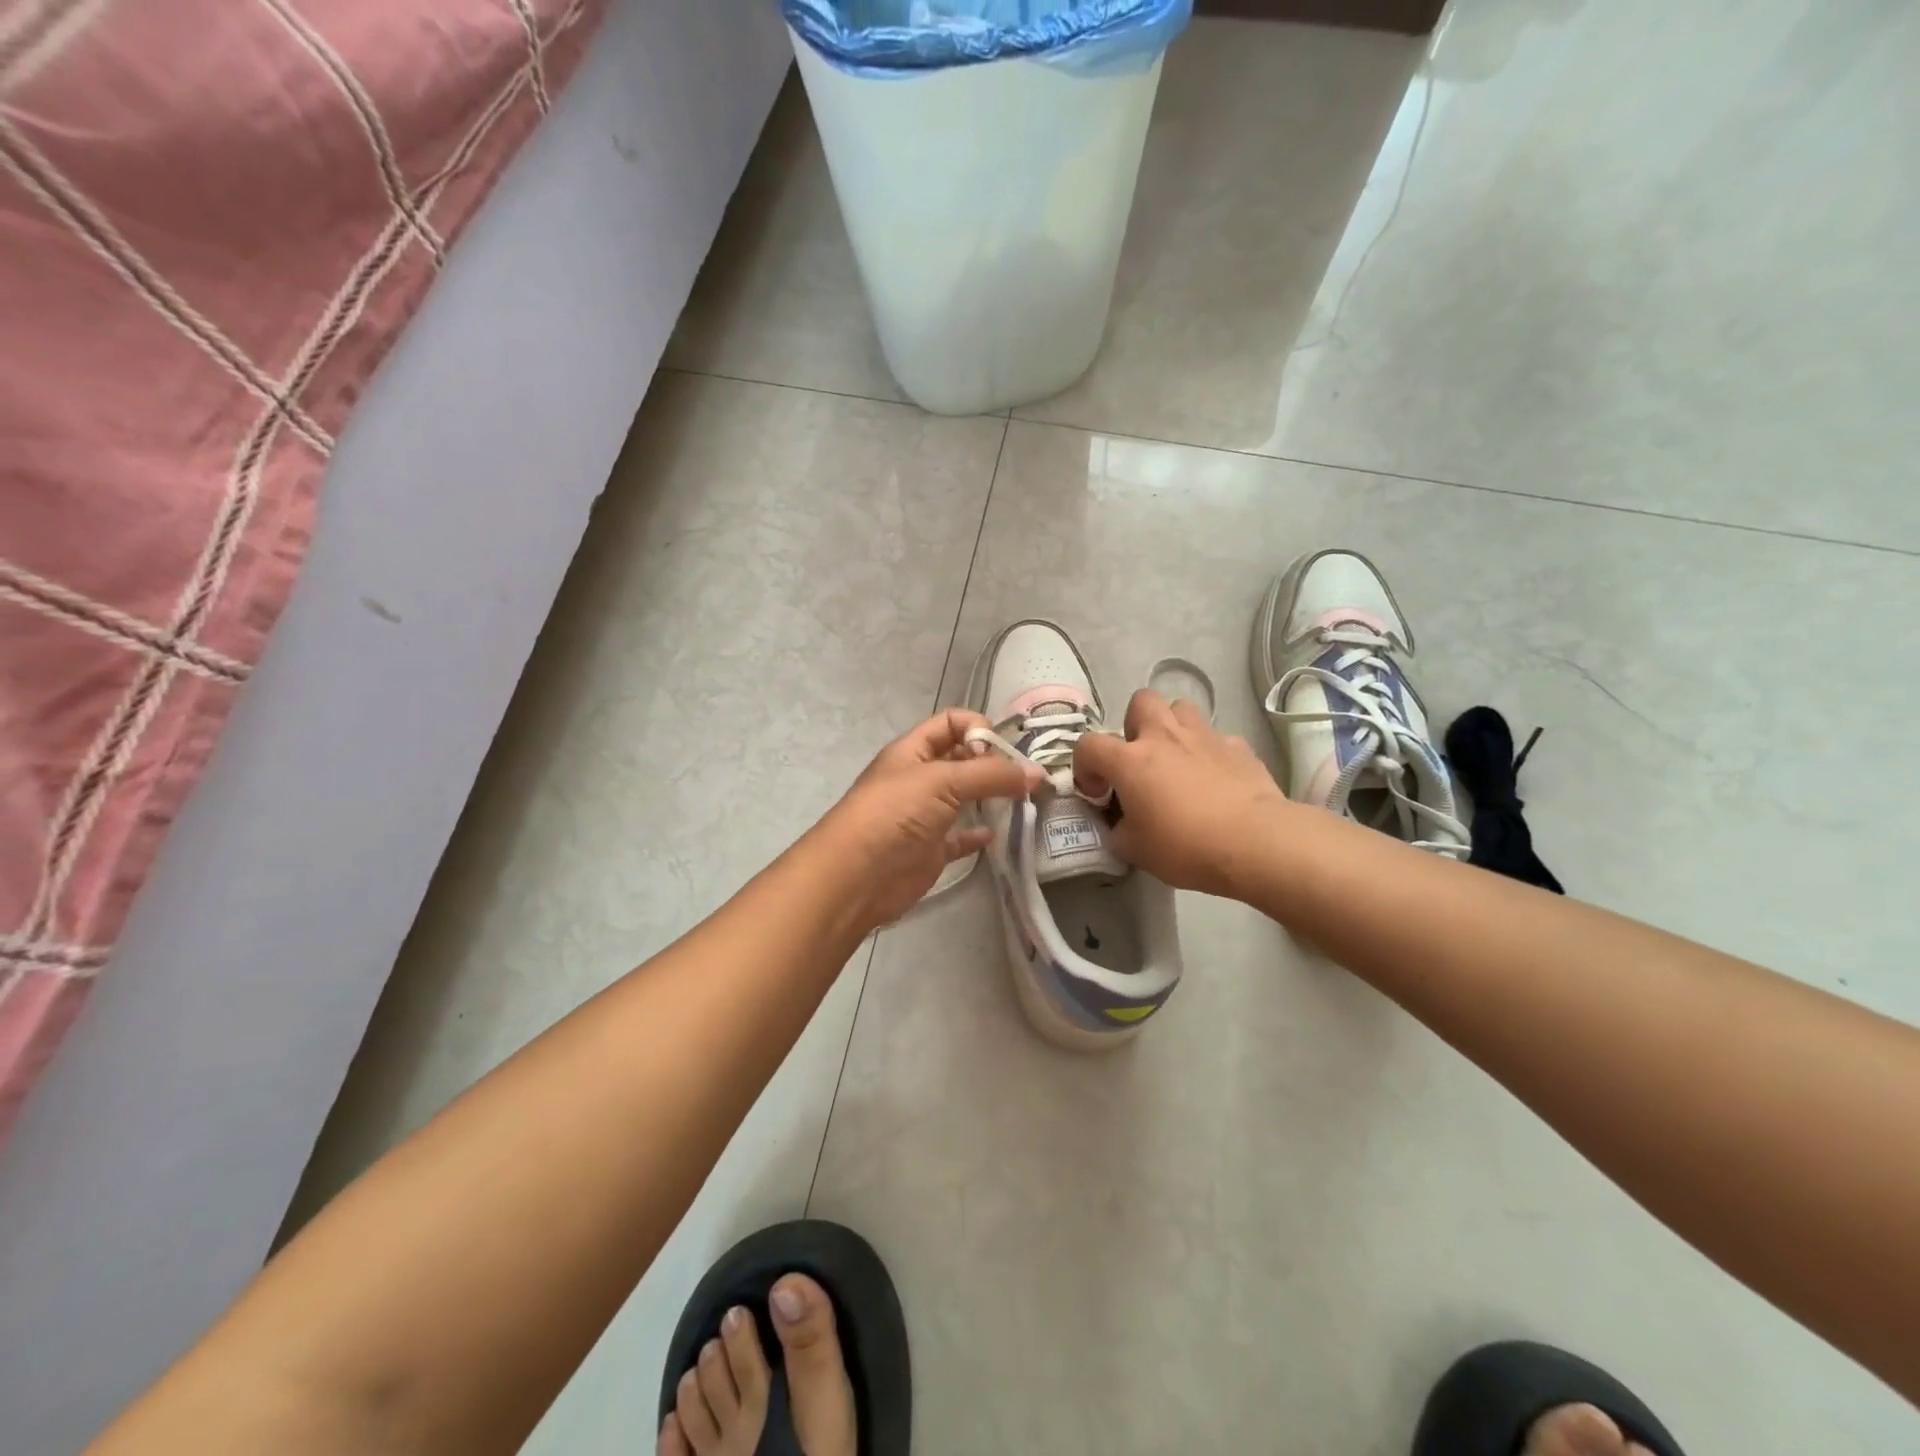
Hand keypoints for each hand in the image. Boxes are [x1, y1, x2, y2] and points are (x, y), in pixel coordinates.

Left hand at [814, 710, 1041, 929]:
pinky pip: (960, 838)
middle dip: (993, 763)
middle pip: (961, 760)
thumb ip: (990, 775)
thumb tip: (1036, 774)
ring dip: (991, 798)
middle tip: (1028, 778)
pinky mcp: (930, 851)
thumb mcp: (942, 781)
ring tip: (1026, 802)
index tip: (1005, 750)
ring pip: (964, 799)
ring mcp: (924, 816)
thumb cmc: (894, 815)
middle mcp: (918, 779)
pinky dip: (978, 835)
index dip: (978, 728)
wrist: (856, 877)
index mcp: (913, 751)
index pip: (950, 723)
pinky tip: (998, 835)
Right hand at [1073, 690, 1293, 898]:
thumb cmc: (1185, 847)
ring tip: (1177, 759)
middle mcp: (1164, 737)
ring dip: (1173, 728)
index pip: (1088, 745)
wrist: (1254, 843)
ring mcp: (1204, 737)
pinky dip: (1210, 753)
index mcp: (1130, 760)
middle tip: (1140, 759)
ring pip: (1182, 709)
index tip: (1098, 792)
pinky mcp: (1239, 747)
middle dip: (1134, 724)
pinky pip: (1218, 738)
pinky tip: (1215, 779)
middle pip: (1141, 701)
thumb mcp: (1135, 850)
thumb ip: (1119, 830)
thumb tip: (1122, 824)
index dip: (1085, 766)